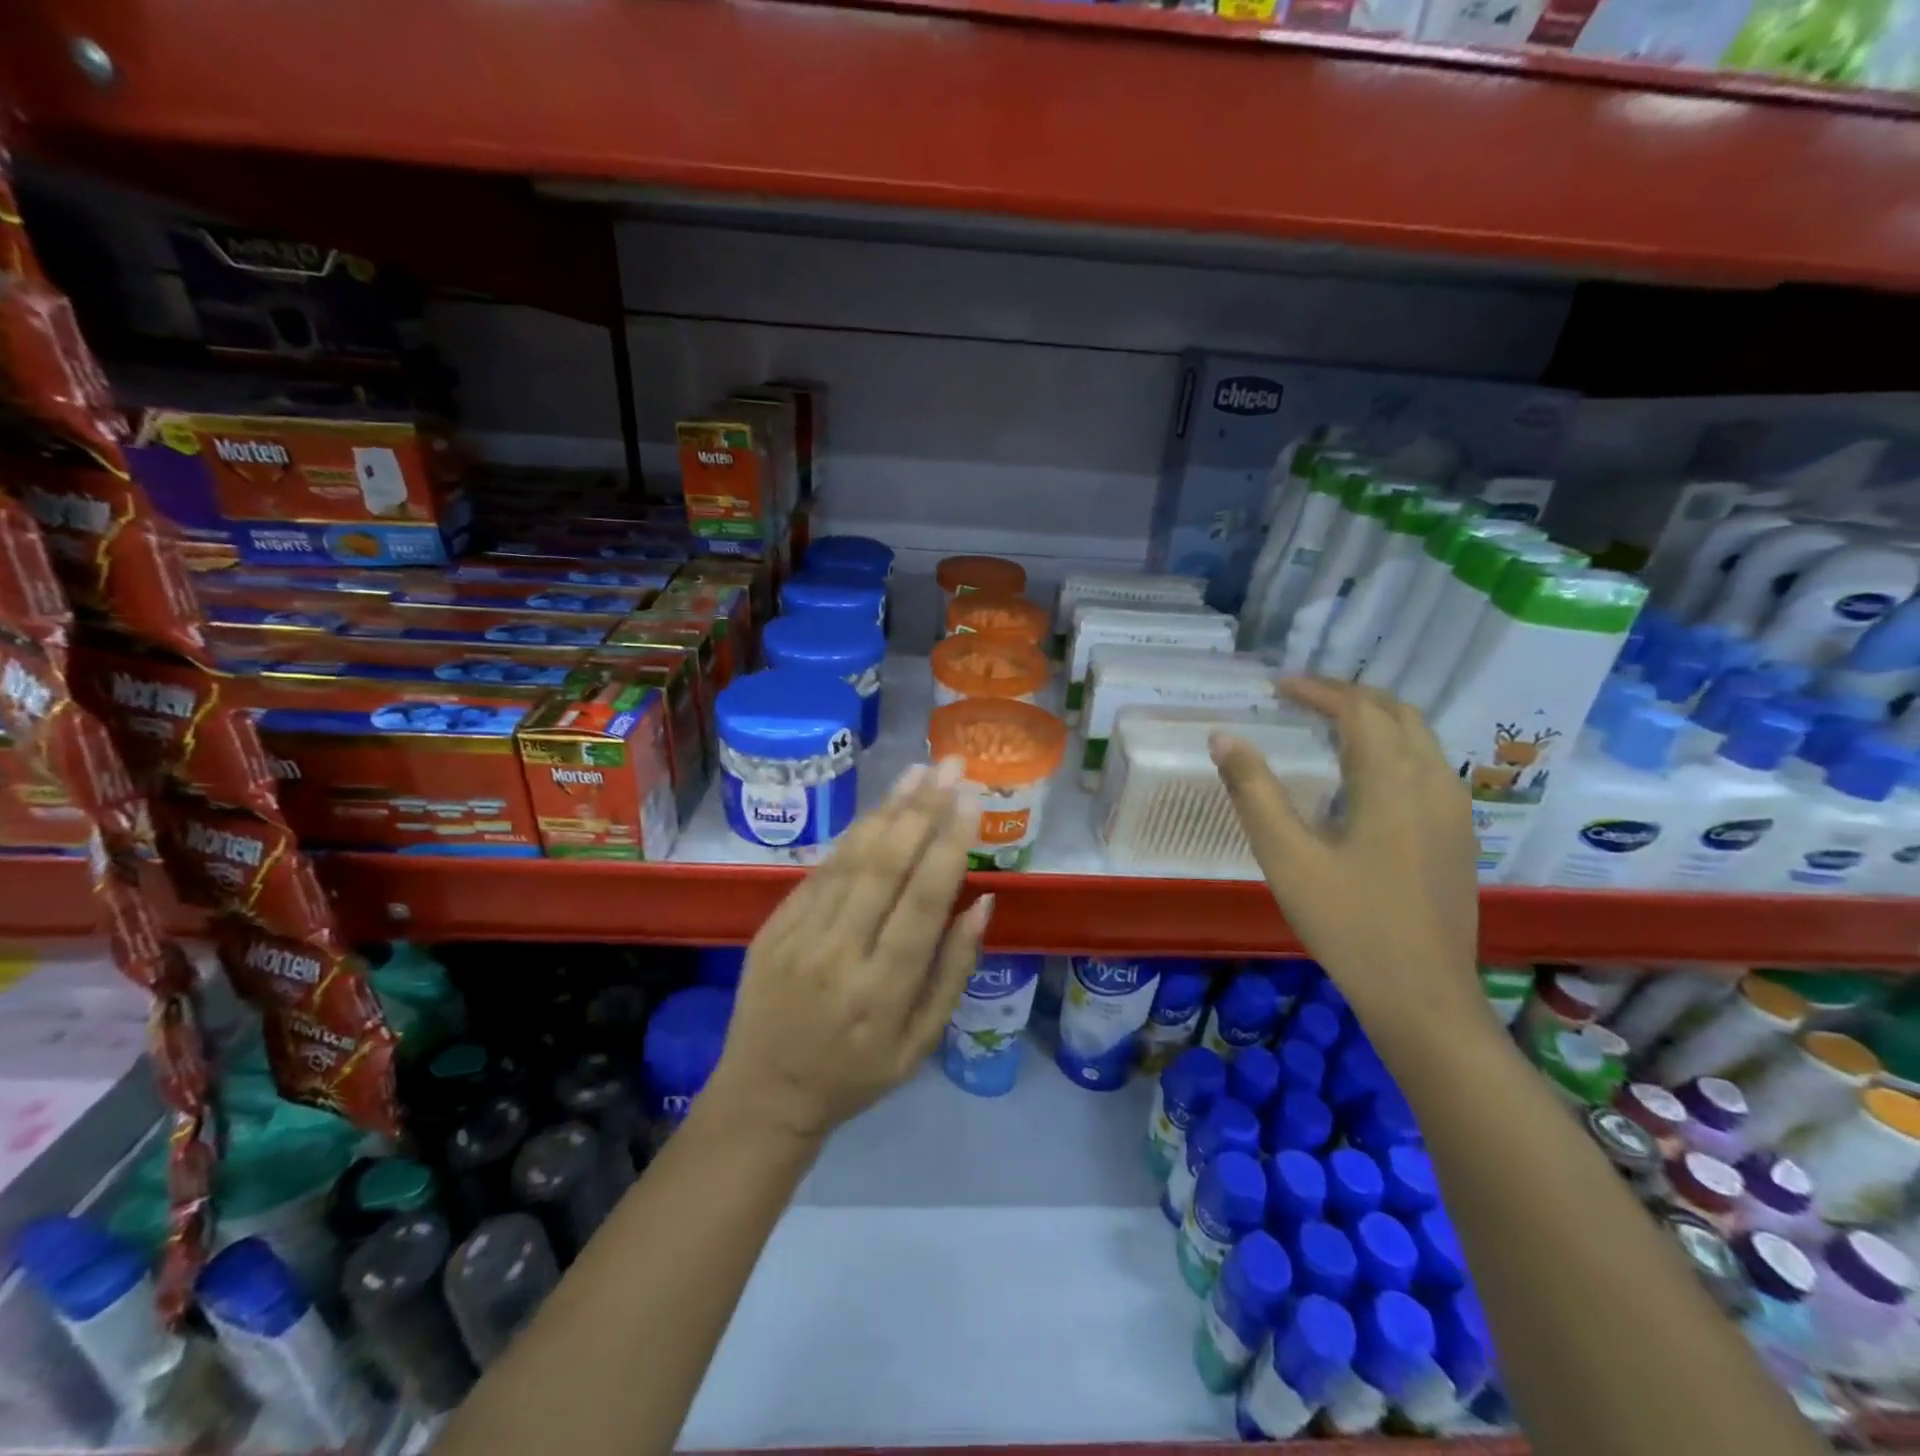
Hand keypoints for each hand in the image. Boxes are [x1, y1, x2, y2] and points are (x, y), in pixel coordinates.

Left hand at [704, 758, 993, 1144]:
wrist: (765, 1091)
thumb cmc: (856, 1073)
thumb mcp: (920, 1043)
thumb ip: (953, 971)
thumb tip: (983, 903)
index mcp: (882, 992)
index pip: (922, 903)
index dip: (948, 847)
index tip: (971, 802)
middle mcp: (839, 954)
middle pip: (884, 868)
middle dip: (922, 811)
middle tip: (950, 767)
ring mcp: (799, 935)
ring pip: (850, 859)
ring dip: (888, 810)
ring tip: (918, 772)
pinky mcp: (774, 924)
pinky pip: (821, 871)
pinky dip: (854, 835)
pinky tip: (879, 809)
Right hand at [1211, 678, 1486, 1049]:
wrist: (1423, 996)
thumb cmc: (1348, 923)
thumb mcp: (1287, 857)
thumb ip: (1254, 791)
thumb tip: (1223, 737)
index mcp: (1393, 781)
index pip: (1358, 709)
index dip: (1317, 690)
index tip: (1277, 688)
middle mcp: (1434, 782)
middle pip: (1397, 713)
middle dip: (1349, 696)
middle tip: (1301, 699)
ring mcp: (1455, 810)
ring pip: (1420, 738)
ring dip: (1374, 719)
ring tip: (1328, 726)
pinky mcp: (1458, 835)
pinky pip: (1428, 766)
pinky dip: (1393, 747)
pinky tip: (1363, 777)